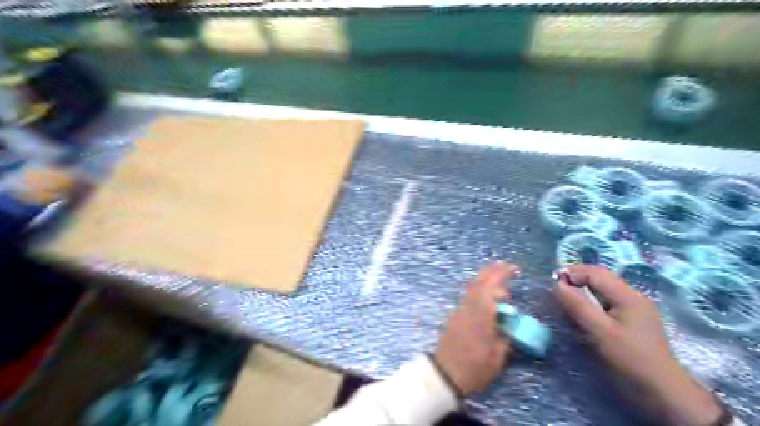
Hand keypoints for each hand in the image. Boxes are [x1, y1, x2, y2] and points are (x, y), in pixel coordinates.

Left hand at [433, 260, 516, 396]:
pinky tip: (487, 293)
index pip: (489, 288)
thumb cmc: (474, 368)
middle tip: (508, 265)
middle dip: (493, 271)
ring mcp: (459, 310)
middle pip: (478, 282)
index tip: (515, 270)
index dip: (501, 276)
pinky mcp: (455, 315)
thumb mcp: (497, 357)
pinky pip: (468, 295)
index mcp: (480, 315)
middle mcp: (468, 307)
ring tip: (499, 275)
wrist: (445, 374)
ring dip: (485, 278)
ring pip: (471, 287)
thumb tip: (510, 324)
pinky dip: (479, 288)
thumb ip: (505, 337)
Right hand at [557, 264, 720, 424]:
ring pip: (602, 290)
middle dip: (576, 281)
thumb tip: (557, 284)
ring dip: (582, 292)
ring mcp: (635, 309)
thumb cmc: (630, 359)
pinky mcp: (633, 321)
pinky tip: (584, 316)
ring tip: (567, 303)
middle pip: (600, 278)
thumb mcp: (600, 331)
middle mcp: (633, 296)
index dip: (572, 273)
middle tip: (557, 293)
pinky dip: (591, 303)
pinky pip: (607, 303)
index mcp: (628, 295)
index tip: (552, 284)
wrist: (663, 392)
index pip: (595, 272)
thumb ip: (577, 306)